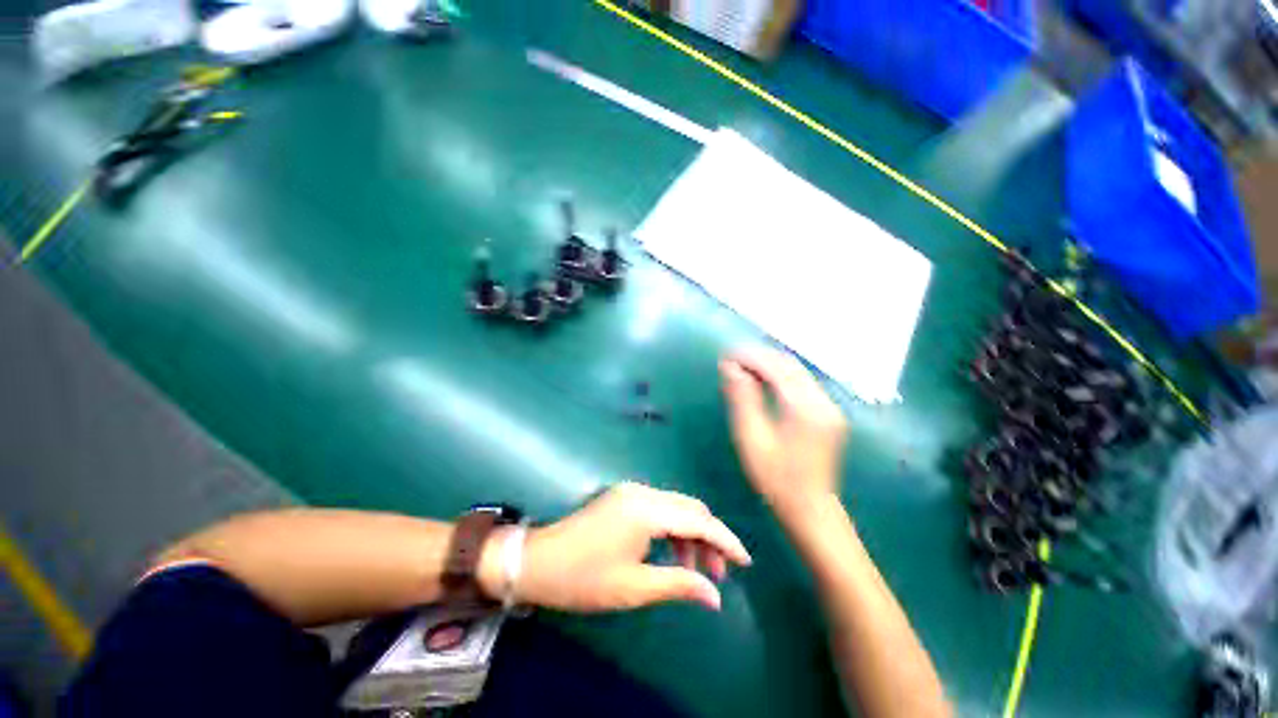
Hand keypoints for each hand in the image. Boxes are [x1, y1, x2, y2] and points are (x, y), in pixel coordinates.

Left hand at [497, 483, 749, 612]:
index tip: (745, 561)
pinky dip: (673, 529)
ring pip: (675, 507)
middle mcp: (643, 492)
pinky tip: (674, 553)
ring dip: (691, 534)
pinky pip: (659, 508)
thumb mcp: (634, 587)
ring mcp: (631, 491)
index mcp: (647, 510)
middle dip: (709, 538)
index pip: (698, 521)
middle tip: (719, 573)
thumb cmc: (584, 578)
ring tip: (698, 569)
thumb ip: (679, 584)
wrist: (537, 561)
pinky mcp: (623, 497)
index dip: (725, 540)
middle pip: (689, 509)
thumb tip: (715, 596)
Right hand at [720, 350, 848, 522]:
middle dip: (760, 357)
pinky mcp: (829, 413)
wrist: (811, 510)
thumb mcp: (751, 438)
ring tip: (743, 366)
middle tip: (732, 358)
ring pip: (798, 372)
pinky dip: (781, 376)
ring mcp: (830, 407)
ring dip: (770, 364)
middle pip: (790, 365)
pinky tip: (763, 379)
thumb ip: (742, 399)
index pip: (777, 368)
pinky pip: (803, 383)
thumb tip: (730, 367)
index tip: (727, 355)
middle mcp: (824, 402)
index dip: (751, 357)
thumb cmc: (776, 479)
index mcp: (805, 408)